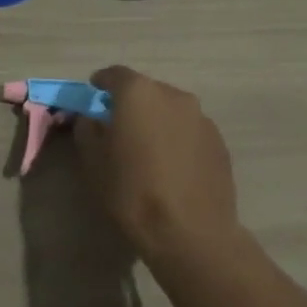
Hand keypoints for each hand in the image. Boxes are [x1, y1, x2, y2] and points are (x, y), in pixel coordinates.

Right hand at [74, 66, 240, 262]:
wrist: (190, 232)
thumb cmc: (132, 192)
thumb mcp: (93, 161)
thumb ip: (87, 129)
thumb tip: (91, 118)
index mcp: (138, 93)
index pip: (114, 75)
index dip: (101, 85)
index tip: (93, 98)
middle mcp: (173, 95)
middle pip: (145, 90)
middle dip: (130, 105)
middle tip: (119, 130)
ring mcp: (201, 117)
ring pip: (170, 110)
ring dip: (156, 122)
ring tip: (148, 152)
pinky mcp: (219, 141)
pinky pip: (189, 130)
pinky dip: (177, 139)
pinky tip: (172, 167)